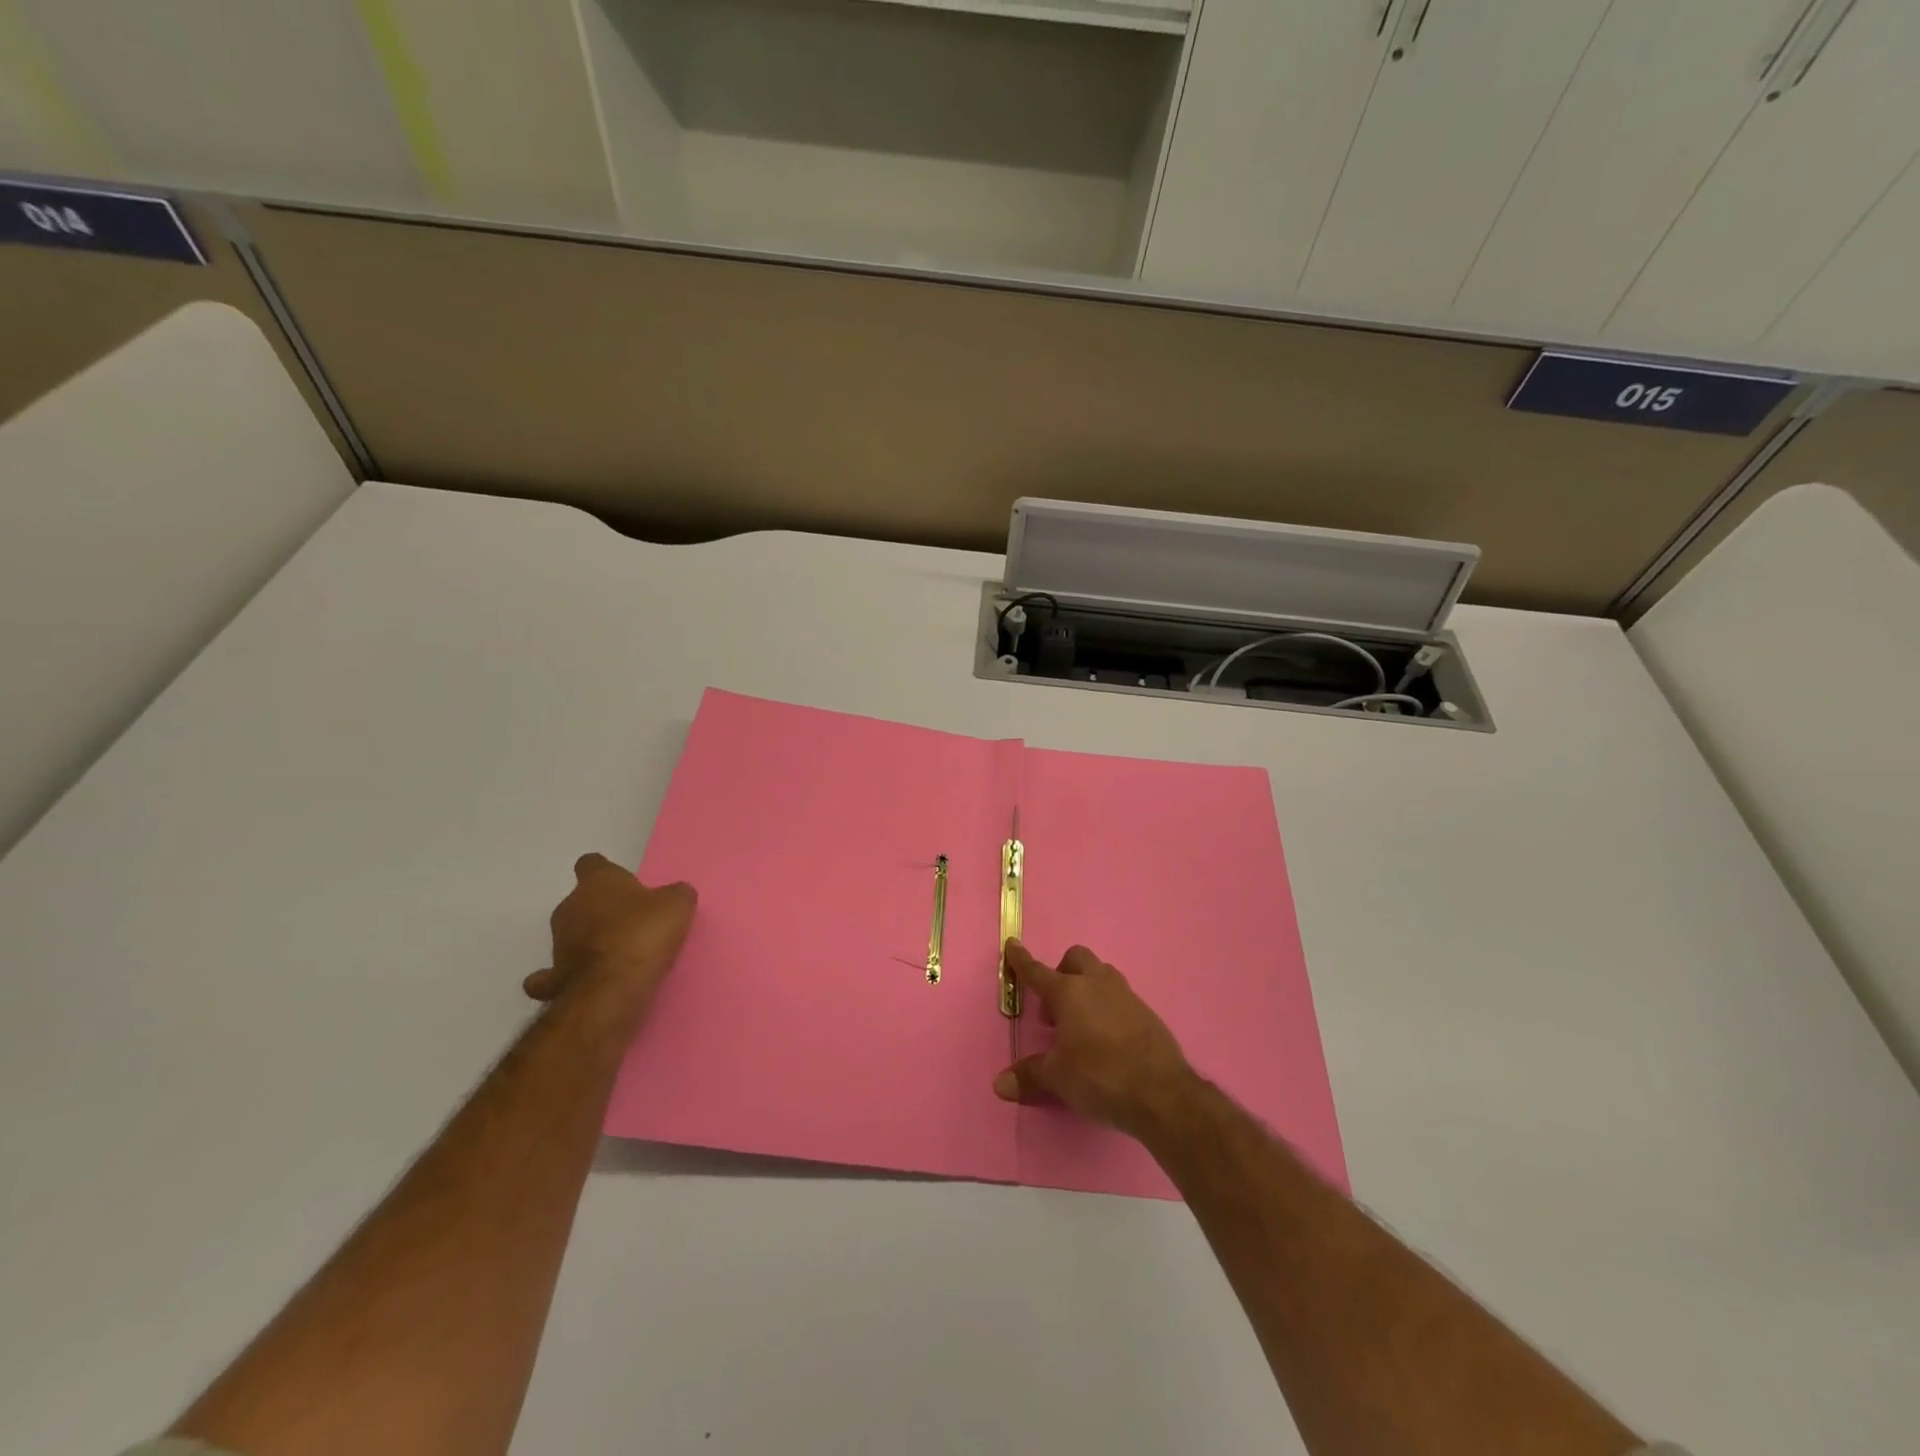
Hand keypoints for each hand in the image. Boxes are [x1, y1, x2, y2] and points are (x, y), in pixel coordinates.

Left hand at [523, 853, 695, 1007]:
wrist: (612, 988)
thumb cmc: (644, 934)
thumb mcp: (677, 905)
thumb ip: (675, 894)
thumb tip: (674, 894)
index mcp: (597, 882)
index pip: (591, 864)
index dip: (606, 871)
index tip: (622, 883)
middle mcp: (569, 907)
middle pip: (581, 901)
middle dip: (600, 910)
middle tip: (630, 922)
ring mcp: (557, 944)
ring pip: (571, 935)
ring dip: (588, 941)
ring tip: (617, 955)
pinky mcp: (554, 979)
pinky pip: (554, 975)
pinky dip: (565, 976)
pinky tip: (584, 980)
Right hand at [992, 941, 1195, 1139]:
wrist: (1161, 1092)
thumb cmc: (1100, 1076)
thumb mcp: (1058, 1078)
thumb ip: (1029, 1076)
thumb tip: (1000, 1084)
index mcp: (1069, 993)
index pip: (1037, 971)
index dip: (1021, 959)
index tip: (1013, 944)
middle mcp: (1097, 984)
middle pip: (1076, 959)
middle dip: (1062, 972)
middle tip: (1055, 1008)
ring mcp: (1125, 995)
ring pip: (1101, 974)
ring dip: (1087, 987)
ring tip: (1080, 1022)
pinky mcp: (1147, 1012)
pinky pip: (1120, 997)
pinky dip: (1107, 1006)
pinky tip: (1106, 1038)